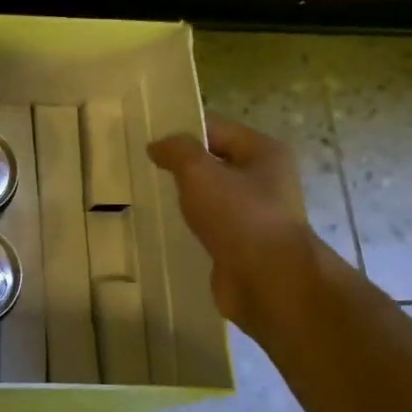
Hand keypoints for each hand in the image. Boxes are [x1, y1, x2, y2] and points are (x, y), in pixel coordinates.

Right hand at [147, 116, 320, 335]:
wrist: (270, 282)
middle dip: (180, 166)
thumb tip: (158, 144)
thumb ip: (177, 151)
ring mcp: (255, 214)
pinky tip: (166, 229)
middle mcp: (265, 179)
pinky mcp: (243, 244)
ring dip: (185, 199)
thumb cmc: (240, 217)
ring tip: (148, 198)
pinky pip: (211, 226)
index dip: (181, 131)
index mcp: (264, 152)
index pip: (215, 128)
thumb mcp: (200, 173)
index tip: (146, 141)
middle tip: (142, 169)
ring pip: (211, 196)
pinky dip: (191, 226)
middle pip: (214, 162)